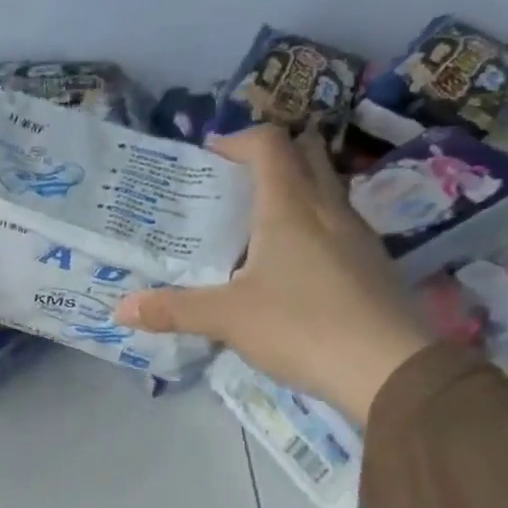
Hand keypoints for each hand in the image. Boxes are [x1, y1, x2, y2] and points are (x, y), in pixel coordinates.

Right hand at [114, 126, 433, 423]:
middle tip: (232, 186)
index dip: (237, 140)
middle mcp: (328, 208)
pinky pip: (335, 226)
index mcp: (290, 207)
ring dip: (291, 192)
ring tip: (253, 228)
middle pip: (305, 155)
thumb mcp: (226, 318)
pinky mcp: (370, 263)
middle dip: (269, 158)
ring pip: (324, 190)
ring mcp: (356, 235)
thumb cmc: (300, 326)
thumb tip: (121, 308)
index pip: (268, 144)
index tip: (209, 156)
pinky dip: (308, 227)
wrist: (386, 367)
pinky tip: (288, 268)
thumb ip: (173, 310)